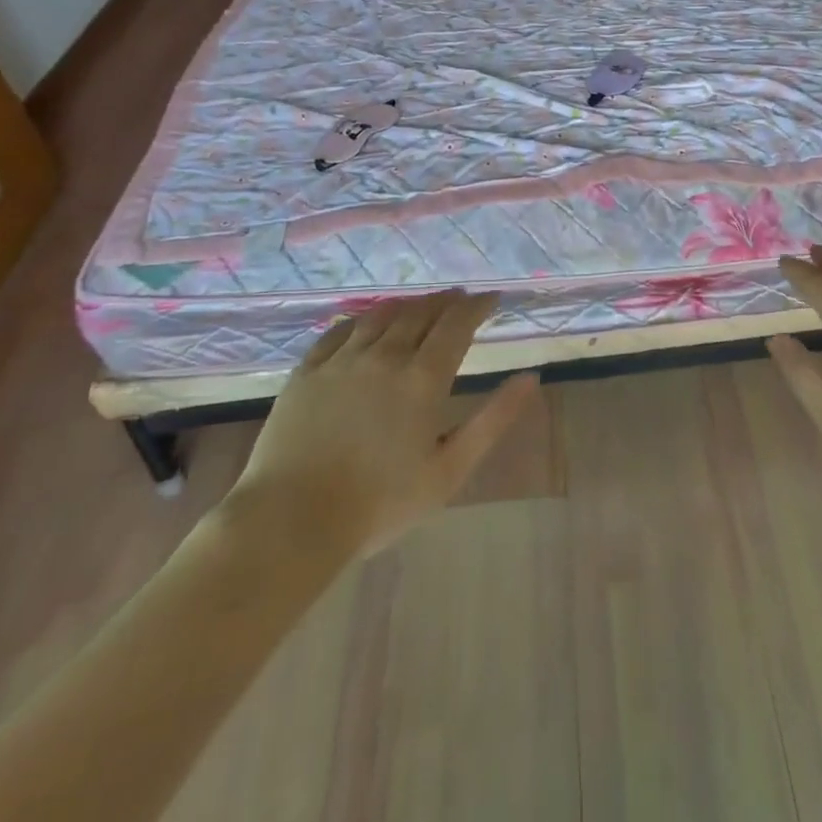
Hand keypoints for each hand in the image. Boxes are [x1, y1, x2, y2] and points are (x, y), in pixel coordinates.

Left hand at [219, 290, 537, 572]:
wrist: (291, 523)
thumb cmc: (380, 504)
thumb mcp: (450, 470)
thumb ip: (493, 420)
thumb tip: (530, 378)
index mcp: (422, 378)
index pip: (456, 325)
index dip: (477, 306)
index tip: (491, 299)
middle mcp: (385, 357)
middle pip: (420, 313)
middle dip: (445, 301)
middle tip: (460, 298)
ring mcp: (341, 361)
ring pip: (381, 316)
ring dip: (407, 304)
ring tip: (421, 304)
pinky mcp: (306, 372)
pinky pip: (338, 331)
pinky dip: (362, 318)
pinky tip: (367, 321)